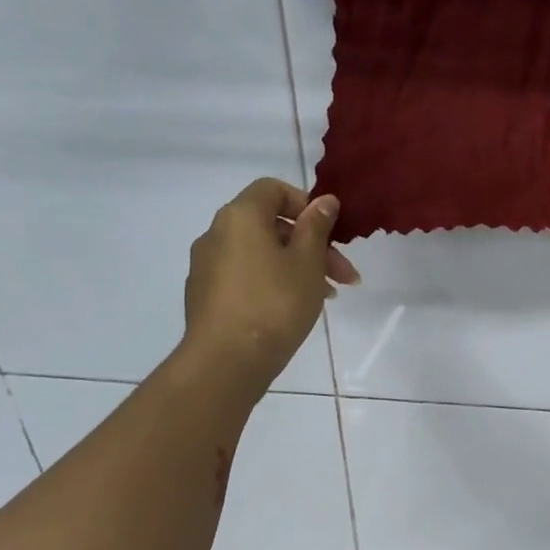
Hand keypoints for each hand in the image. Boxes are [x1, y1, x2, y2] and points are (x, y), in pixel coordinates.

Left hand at [181, 178, 360, 382]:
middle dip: (312, 244)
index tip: (331, 232)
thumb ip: (316, 227)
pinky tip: (294, 308)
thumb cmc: (275, 303)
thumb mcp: (307, 263)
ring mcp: (207, 265)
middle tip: (344, 275)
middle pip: (270, 225)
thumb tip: (324, 201)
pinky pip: (246, 275)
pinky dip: (273, 282)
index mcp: (240, 217)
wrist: (227, 360)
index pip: (273, 189)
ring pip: (261, 253)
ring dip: (297, 266)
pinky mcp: (206, 294)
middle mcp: (217, 233)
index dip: (306, 204)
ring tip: (326, 296)